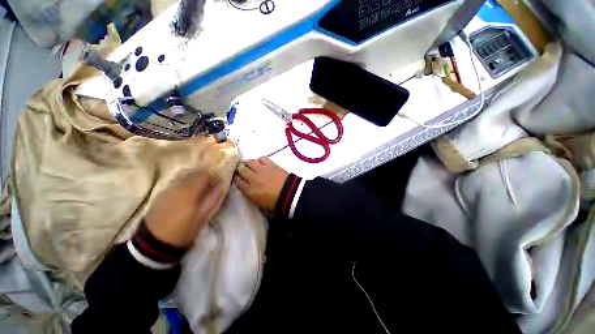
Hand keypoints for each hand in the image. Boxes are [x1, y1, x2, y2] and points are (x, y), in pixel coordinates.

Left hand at [145, 141, 234, 248]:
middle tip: (213, 179)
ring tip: (202, 183)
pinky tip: (189, 188)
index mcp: (190, 191)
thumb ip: (213, 199)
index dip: (214, 173)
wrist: (154, 242)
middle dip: (206, 172)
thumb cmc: (183, 230)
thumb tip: (222, 186)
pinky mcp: (162, 193)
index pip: (205, 174)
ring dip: (196, 175)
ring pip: (185, 175)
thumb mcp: (202, 216)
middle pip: (194, 172)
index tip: (220, 177)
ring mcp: (168, 188)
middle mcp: (178, 185)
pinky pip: (177, 180)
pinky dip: (186, 180)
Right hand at [234, 157, 288, 211]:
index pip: (238, 181)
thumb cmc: (276, 203)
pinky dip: (259, 160)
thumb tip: (249, 189)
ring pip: (250, 162)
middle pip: (241, 169)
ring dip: (248, 163)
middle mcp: (253, 178)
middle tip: (241, 168)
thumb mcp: (260, 203)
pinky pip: (262, 159)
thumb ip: (252, 195)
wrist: (290, 194)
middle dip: (239, 168)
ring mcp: (262, 170)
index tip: (236, 175)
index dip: (236, 177)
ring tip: (249, 164)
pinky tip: (260, 162)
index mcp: (250, 191)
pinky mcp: (271, 164)